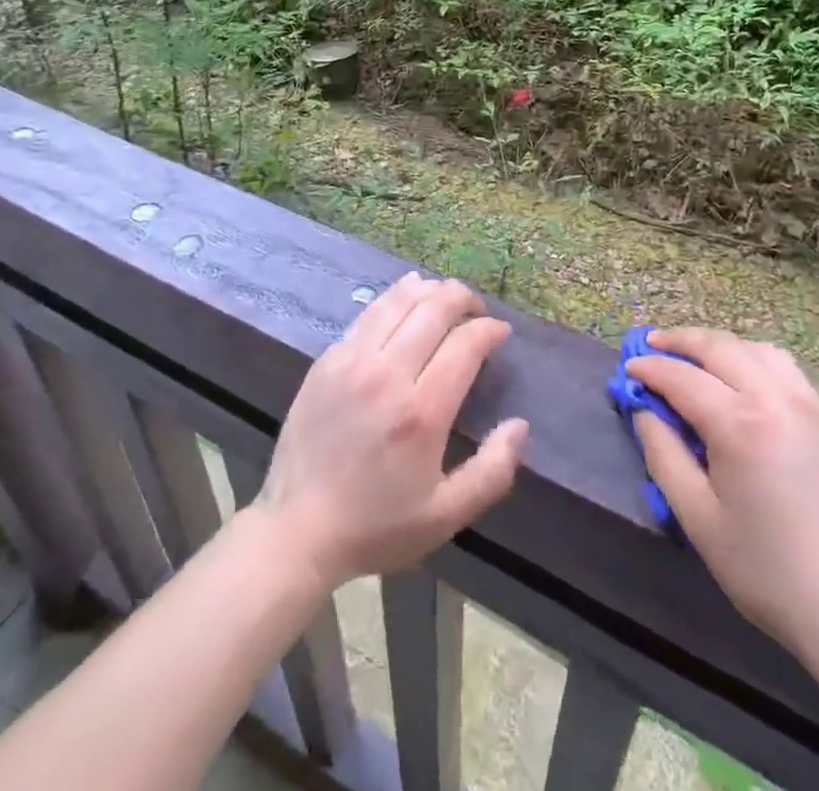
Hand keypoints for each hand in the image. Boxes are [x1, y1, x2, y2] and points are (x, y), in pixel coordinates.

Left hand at [252, 273, 529, 589]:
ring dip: (427, 290)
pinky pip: (367, 315)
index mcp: (422, 412)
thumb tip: (520, 425)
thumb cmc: (377, 526)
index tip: (500, 332)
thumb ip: (492, 471)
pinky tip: (403, 301)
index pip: (465, 343)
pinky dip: (393, 300)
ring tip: (443, 295)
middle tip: (476, 309)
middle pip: (433, 309)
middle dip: (463, 298)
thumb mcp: (446, 515)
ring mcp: (351, 361)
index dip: (489, 330)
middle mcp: (387, 374)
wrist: (297, 529)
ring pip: (397, 301)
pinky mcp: (326, 360)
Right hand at [628, 329, 818, 668]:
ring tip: (694, 357)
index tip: (627, 368)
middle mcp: (778, 401)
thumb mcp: (698, 518)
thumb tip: (644, 411)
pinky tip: (741, 379)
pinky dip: (753, 359)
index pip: (683, 378)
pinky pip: (786, 369)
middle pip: (720, 348)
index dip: (650, 369)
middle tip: (650, 344)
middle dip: (680, 340)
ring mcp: (811, 408)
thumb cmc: (768, 572)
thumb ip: (663, 455)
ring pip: (757, 350)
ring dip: (719, 345)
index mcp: (742, 425)